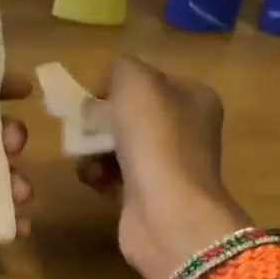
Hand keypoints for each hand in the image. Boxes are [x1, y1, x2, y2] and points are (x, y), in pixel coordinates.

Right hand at [76, 56, 250, 278]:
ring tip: (86, 157)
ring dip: (95, 148)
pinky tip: (93, 180)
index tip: (96, 96)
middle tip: (85, 127)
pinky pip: (115, 175)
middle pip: (131, 114)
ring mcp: (170, 165)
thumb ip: (122, 67)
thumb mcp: (135, 81)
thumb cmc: (154, 138)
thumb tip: (112, 80)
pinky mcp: (150, 194)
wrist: (165, 211)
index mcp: (195, 98)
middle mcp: (187, 129)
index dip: (118, 84)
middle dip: (102, 120)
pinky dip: (98, 174)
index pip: (150, 80)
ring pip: (119, 144)